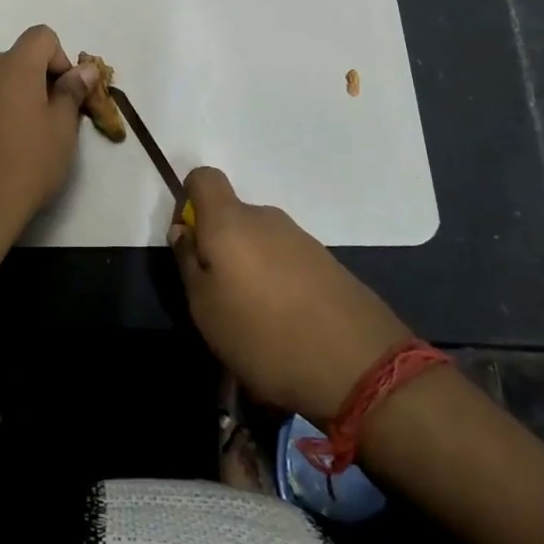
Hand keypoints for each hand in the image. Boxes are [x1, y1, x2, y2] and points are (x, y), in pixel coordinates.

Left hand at [0, 25, 98, 252]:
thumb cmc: (24, 169)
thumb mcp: (61, 134)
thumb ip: (72, 93)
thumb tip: (84, 69)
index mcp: (19, 67)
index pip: (43, 38)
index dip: (58, 59)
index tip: (63, 92)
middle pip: (16, 56)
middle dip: (33, 78)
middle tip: (41, 117)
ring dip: (3, 82)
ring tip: (9, 119)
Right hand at [170, 167, 412, 427]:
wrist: (359, 366)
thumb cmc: (264, 335)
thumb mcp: (205, 308)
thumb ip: (188, 263)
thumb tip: (184, 231)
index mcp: (230, 221)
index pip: (203, 177)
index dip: (189, 200)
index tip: (190, 242)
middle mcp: (265, 218)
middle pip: (231, 217)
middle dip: (220, 247)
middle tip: (219, 297)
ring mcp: (301, 239)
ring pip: (259, 242)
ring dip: (251, 269)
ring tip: (254, 321)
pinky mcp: (327, 263)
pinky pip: (287, 262)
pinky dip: (278, 283)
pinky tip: (286, 326)